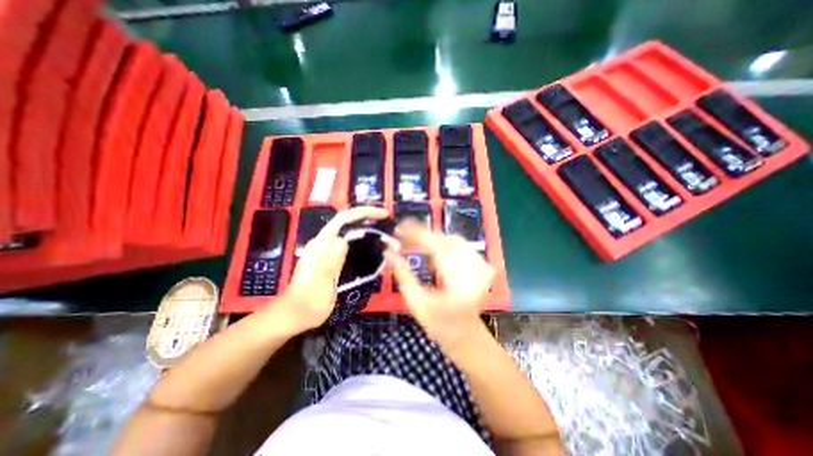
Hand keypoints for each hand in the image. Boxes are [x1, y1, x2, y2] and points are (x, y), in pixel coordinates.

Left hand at [283, 204, 390, 331]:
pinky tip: (374, 250)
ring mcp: (328, 251)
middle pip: (349, 222)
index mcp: (321, 244)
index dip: (363, 213)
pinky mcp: (333, 259)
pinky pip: (351, 245)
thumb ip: (329, 262)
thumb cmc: (308, 301)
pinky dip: (364, 243)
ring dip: (368, 230)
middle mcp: (325, 243)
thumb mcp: (320, 284)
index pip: (343, 219)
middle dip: (369, 219)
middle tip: (389, 225)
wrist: (297, 315)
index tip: (383, 214)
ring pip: (351, 233)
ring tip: (385, 236)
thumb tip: (342, 240)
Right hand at [387, 221, 496, 348]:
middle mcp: (475, 270)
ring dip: (433, 240)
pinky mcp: (481, 265)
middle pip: (447, 239)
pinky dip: (443, 245)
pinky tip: (433, 255)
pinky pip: (460, 246)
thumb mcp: (416, 303)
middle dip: (424, 236)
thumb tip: (388, 253)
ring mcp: (481, 266)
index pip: (437, 246)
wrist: (466, 336)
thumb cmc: (439, 325)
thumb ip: (403, 275)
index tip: (400, 227)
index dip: (417, 233)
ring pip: (453, 240)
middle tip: (404, 239)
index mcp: (459, 281)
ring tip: (416, 247)